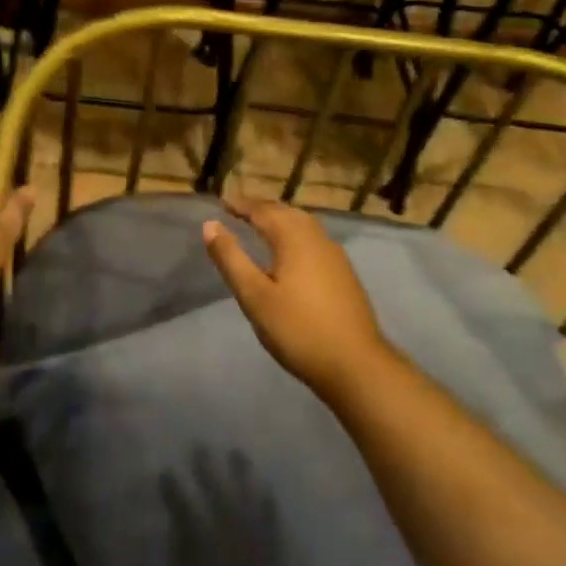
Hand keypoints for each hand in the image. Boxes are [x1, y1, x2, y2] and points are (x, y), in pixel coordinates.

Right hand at [202, 195, 393, 396]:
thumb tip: (210, 224)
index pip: (262, 211)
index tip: (221, 201)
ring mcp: (334, 255)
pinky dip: (294, 234)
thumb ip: (231, 258)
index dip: (241, 205)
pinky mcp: (344, 273)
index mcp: (294, 238)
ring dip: (280, 219)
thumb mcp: (254, 295)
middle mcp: (317, 238)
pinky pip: (313, 239)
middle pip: (286, 212)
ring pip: (303, 225)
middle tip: (238, 210)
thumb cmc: (297, 329)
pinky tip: (290, 251)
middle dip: (261, 208)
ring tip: (261, 225)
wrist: (355, 364)